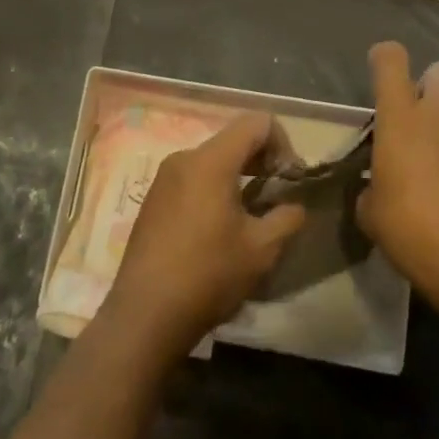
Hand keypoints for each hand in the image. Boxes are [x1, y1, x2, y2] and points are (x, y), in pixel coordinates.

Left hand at [104, 112, 306, 363]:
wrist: (144, 315)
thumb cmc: (208, 275)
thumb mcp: (261, 250)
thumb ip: (287, 218)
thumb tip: (294, 205)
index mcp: (211, 160)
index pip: (256, 123)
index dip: (283, 143)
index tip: (289, 179)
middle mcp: (184, 158)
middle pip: (233, 139)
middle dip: (262, 160)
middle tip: (277, 195)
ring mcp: (164, 178)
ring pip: (212, 160)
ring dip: (239, 176)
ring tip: (251, 214)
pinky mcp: (153, 199)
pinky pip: (193, 178)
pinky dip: (215, 188)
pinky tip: (220, 228)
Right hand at [357, 42, 438, 303]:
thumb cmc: (409, 228)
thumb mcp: (370, 212)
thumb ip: (370, 188)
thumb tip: (375, 190)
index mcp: (401, 118)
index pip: (391, 60)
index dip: (384, 58)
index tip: (378, 70)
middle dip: (428, 85)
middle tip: (415, 118)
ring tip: (435, 170)